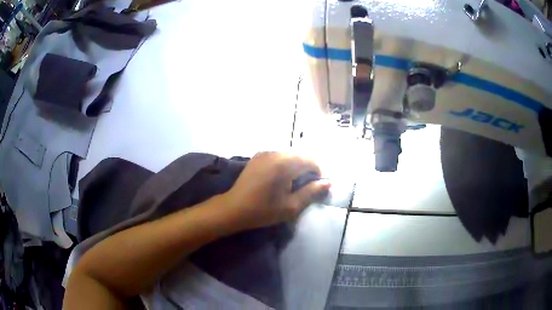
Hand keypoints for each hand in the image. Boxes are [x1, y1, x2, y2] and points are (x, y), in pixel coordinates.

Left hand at [224, 152, 330, 229]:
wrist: (234, 208)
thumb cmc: (263, 210)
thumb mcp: (291, 206)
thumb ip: (312, 192)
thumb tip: (328, 182)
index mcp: (285, 164)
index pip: (311, 161)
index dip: (318, 173)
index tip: (315, 188)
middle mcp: (276, 153)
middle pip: (300, 156)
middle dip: (307, 170)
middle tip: (304, 188)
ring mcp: (265, 152)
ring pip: (290, 155)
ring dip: (296, 167)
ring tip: (292, 184)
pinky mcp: (258, 156)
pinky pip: (278, 156)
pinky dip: (284, 165)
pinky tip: (279, 179)